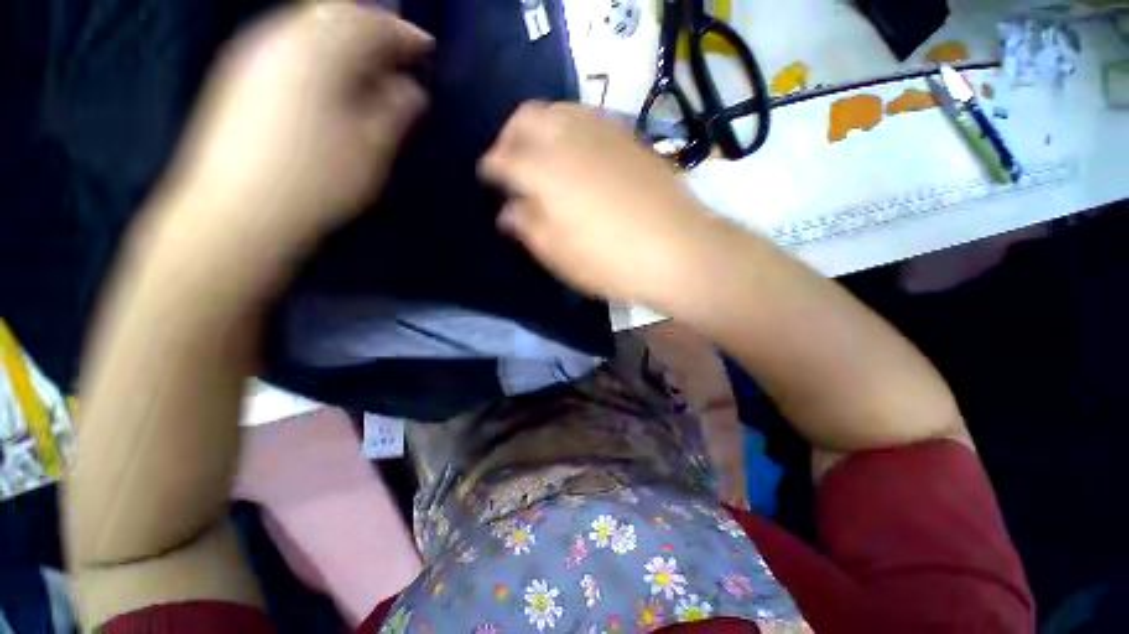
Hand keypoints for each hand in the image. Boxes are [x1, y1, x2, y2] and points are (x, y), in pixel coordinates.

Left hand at [156, 2, 431, 256]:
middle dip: (373, 26)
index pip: (370, 24)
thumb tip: (410, 88)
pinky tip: (333, 75)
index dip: (404, 33)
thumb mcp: (372, 148)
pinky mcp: (243, 75)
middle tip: (400, 53)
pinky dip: (322, 48)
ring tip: (373, 65)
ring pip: (310, 23)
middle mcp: (283, 37)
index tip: (429, 48)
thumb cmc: (317, 180)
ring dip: (347, 36)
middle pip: (335, 12)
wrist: (238, 211)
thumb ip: (396, 110)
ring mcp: (256, 53)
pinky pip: (291, 41)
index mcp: (320, 51)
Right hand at [479, 102, 716, 308]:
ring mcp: (601, 132)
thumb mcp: (557, 254)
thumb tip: (508, 210)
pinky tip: (576, 152)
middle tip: (510, 162)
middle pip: (525, 118)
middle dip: (509, 137)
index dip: (490, 169)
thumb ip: (526, 226)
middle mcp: (567, 139)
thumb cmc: (610, 261)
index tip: (487, 179)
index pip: (502, 159)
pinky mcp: (628, 137)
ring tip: (541, 154)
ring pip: (557, 110)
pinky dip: (570, 128)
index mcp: (543, 171)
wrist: (676, 250)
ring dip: (539, 127)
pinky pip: (589, 117)